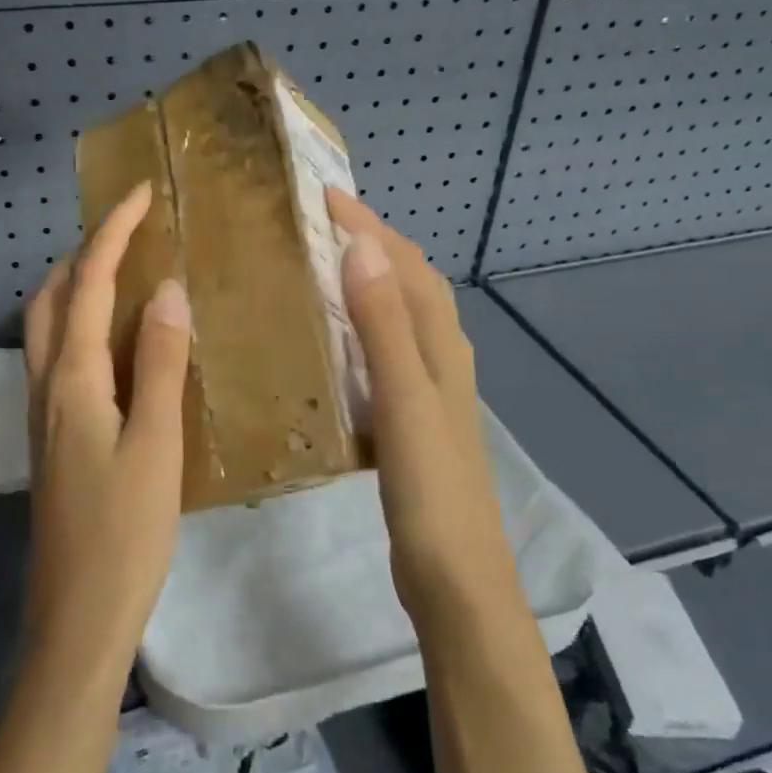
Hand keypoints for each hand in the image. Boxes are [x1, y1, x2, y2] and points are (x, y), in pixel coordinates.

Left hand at [22, 181, 192, 666]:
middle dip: (83, 253)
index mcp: (72, 380)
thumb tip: (167, 291)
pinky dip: (80, 325)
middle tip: (131, 233)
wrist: (77, 619)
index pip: (87, 284)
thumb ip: (161, 365)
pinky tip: (117, 344)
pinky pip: (58, 358)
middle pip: (51, 298)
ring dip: (76, 287)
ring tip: (124, 274)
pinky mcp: (51, 439)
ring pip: (47, 328)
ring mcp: (42, 415)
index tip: (140, 195)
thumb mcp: (156, 445)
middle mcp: (46, 387)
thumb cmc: (124, 534)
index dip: (111, 233)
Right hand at [326, 189, 520, 635]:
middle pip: (408, 282)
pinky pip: (384, 351)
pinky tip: (330, 342)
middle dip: (369, 242)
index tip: (319, 195)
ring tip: (316, 267)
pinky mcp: (411, 417)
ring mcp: (428, 389)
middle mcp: (440, 357)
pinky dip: (360, 326)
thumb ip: (383, 325)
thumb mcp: (404, 399)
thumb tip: (362, 245)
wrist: (457, 577)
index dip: (367, 225)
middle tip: (314, 224)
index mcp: (441, 345)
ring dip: (365, 281)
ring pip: (397, 315)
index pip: (405, 264)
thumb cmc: (431, 487)